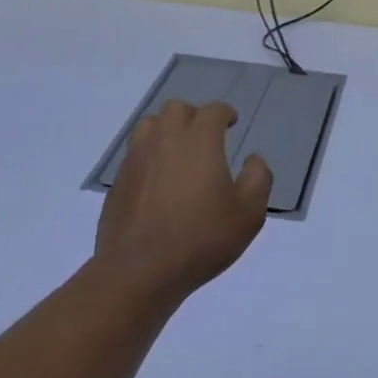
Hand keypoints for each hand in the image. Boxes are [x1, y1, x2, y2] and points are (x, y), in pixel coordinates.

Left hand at [94, 100, 272, 304]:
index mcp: (199, 142)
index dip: (224, 113)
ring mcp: (136, 159)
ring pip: (150, 125)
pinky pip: (135, 153)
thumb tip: (253, 158)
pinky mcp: (119, 180)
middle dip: (194, 115)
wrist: (141, 269)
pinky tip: (159, 179)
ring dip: (167, 129)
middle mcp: (164, 141)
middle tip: (206, 136)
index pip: (212, 111)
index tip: (231, 122)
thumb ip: (258, 179)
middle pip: (176, 108)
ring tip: (179, 152)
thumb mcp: (249, 214)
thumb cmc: (202, 238)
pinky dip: (150, 155)